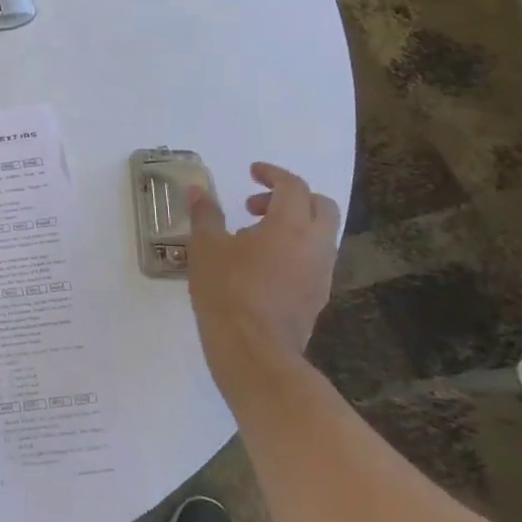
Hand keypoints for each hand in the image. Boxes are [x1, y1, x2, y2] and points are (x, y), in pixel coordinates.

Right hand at [187, 162, 340, 392]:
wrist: (253, 348)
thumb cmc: (226, 289)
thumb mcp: (205, 247)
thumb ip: (205, 215)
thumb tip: (198, 190)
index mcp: (290, 225)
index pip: (293, 186)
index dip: (272, 174)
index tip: (252, 173)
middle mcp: (316, 244)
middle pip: (321, 205)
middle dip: (291, 197)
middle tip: (255, 206)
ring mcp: (322, 272)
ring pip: (321, 234)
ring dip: (293, 224)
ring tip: (252, 238)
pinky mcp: (319, 295)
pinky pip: (314, 258)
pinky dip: (294, 248)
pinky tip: (261, 265)